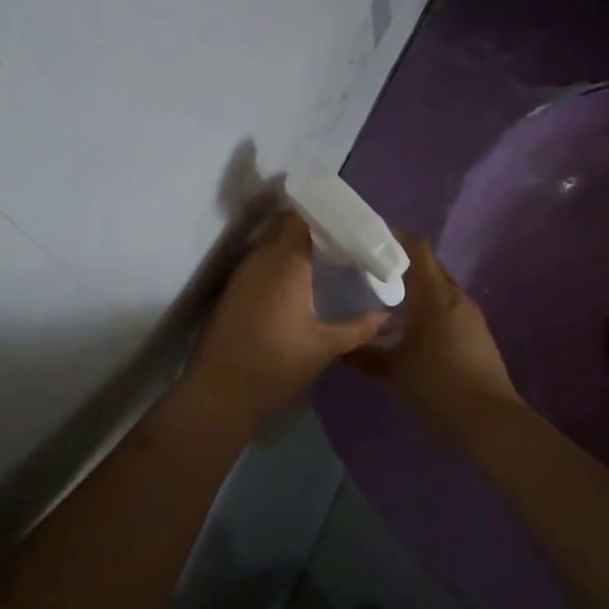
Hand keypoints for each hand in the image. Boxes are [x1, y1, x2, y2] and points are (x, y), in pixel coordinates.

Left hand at [184, 212, 388, 425]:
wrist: (219, 393)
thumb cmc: (276, 365)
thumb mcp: (325, 347)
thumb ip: (359, 328)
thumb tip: (388, 316)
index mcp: (286, 262)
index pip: (304, 218)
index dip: (328, 215)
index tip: (352, 222)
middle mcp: (261, 258)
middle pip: (286, 224)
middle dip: (313, 225)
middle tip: (342, 238)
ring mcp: (243, 273)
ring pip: (271, 241)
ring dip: (294, 242)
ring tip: (325, 255)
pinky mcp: (233, 289)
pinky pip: (260, 260)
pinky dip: (280, 260)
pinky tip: (298, 280)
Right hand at [347, 232, 522, 439]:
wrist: (490, 422)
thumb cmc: (437, 388)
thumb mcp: (392, 372)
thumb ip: (364, 353)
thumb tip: (340, 343)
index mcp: (434, 295)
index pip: (417, 248)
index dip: (396, 235)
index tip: (370, 236)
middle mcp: (455, 296)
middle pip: (430, 264)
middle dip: (404, 260)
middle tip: (373, 267)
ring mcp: (470, 314)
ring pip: (440, 286)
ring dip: (417, 285)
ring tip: (387, 296)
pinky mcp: (477, 332)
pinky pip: (449, 306)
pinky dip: (429, 304)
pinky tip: (411, 325)